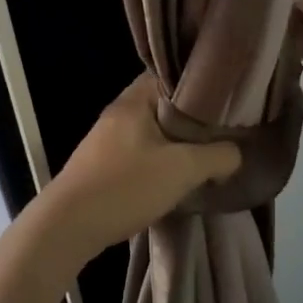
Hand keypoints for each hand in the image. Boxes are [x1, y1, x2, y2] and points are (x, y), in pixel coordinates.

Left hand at [32, 77, 241, 266]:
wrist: (67, 227)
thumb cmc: (125, 186)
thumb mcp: (181, 169)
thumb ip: (216, 156)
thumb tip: (235, 153)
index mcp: (134, 100)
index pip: (171, 75)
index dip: (200, 83)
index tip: (228, 97)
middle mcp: (119, 113)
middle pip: (164, 105)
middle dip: (193, 118)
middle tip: (225, 130)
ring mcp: (107, 140)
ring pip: (153, 132)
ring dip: (177, 143)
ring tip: (208, 155)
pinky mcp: (102, 166)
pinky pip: (140, 153)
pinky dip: (161, 161)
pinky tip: (177, 178)